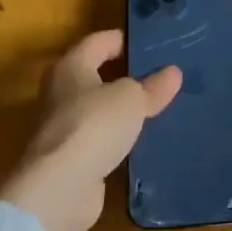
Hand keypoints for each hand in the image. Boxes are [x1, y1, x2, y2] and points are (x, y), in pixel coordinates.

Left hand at [0, 30, 181, 230]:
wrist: (59, 189)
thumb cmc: (94, 125)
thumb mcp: (132, 99)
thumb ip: (152, 86)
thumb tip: (172, 73)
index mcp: (71, 66)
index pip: (101, 41)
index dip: (127, 40)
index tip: (156, 46)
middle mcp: (60, 92)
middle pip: (97, 74)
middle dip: (127, 76)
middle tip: (162, 77)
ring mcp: (62, 127)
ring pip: (98, 109)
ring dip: (122, 110)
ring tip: (157, 108)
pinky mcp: (68, 158)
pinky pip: (99, 138)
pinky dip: (116, 138)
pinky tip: (141, 141)